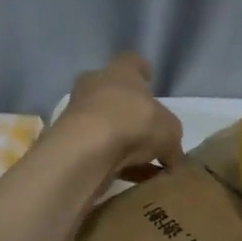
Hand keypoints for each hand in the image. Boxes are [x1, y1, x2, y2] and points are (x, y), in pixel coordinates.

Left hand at [52, 52, 184, 182]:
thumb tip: (172, 156)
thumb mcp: (170, 131)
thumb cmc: (134, 122)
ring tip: (142, 160)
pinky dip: (113, 161)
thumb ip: (172, 140)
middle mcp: (95, 85)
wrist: (87, 149)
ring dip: (120, 137)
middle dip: (128, 107)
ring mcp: (78, 112)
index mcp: (121, 71)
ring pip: (104, 122)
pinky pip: (97, 148)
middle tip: (146, 125)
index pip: (132, 62)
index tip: (150, 81)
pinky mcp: (69, 140)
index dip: (142, 71)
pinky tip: (131, 178)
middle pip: (113, 92)